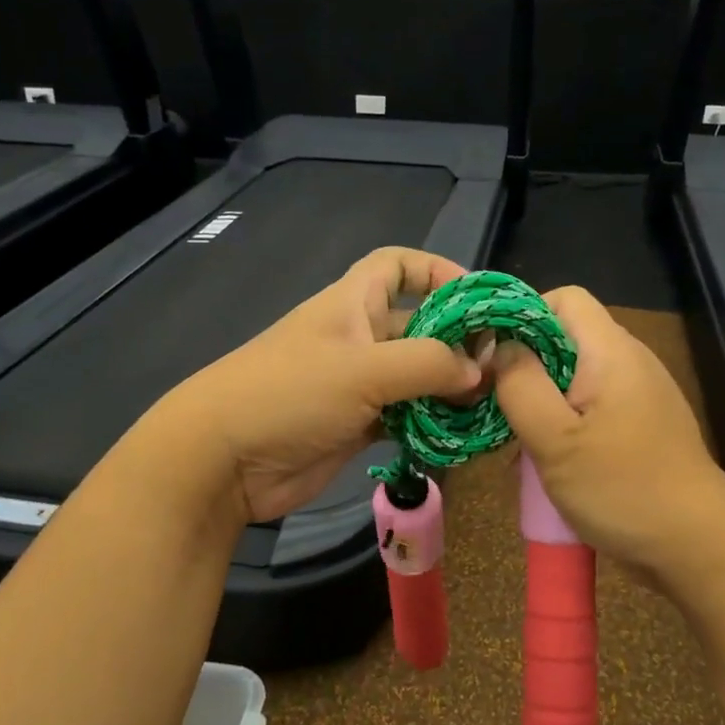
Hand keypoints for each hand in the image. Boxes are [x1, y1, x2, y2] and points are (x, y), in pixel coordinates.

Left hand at [156, 247, 482, 522]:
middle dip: (458, 341)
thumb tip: (480, 372)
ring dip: (449, 388)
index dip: (437, 270)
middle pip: (418, 326)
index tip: (477, 298)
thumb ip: (429, 364)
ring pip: (416, 376)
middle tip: (501, 367)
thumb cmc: (291, 393)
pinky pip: (405, 416)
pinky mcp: (356, 425)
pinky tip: (460, 436)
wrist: (223, 459)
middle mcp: (358, 338)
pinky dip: (430, 423)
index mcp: (353, 304)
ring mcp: (357, 384)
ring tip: (491, 405)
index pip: (398, 265)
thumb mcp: (365, 369)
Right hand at [493, 286, 724, 614]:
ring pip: (573, 376)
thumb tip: (500, 347)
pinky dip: (563, 424)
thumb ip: (520, 384)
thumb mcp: (555, 439)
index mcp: (611, 351)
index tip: (494, 360)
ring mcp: (638, 395)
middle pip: (565, 338)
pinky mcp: (640, 426)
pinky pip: (590, 407)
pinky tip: (548, 462)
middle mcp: (629, 361)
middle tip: (498, 408)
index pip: (563, 298)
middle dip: (525, 367)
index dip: (522, 317)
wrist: (699, 548)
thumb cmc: (622, 488)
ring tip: (517, 442)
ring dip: (540, 402)